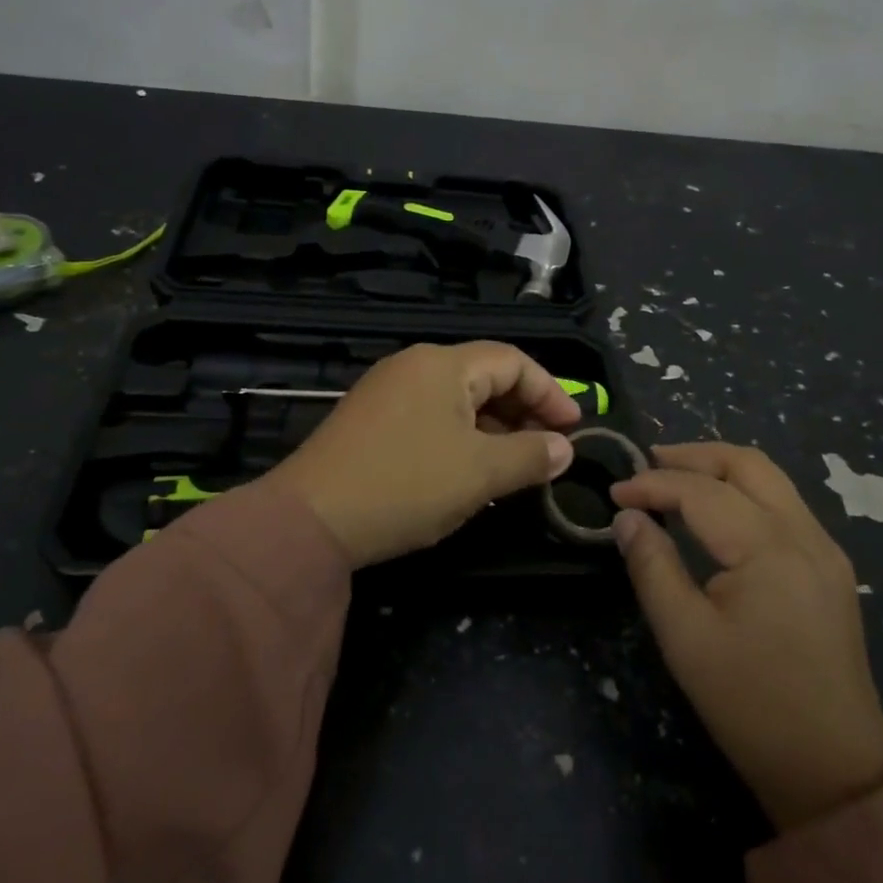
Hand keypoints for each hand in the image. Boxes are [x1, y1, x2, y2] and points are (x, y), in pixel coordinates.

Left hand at [272, 342, 579, 566]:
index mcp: (443, 364)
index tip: (574, 429)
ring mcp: (387, 393)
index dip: (550, 391)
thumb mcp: (480, 473)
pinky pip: (431, 417)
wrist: (308, 521)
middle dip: (523, 411)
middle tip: (549, 450)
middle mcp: (414, 366)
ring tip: (516, 466)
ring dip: (494, 428)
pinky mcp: (370, 422)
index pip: (512, 360)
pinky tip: (470, 472)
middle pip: (485, 376)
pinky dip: (462, 438)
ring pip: (457, 400)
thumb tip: (564, 449)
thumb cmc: (406, 485)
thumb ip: (531, 456)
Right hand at [609, 443, 882, 831]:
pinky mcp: (829, 567)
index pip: (701, 492)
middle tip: (647, 463)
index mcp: (770, 548)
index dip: (653, 485)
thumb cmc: (751, 704)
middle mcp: (804, 534)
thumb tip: (627, 518)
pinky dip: (743, 492)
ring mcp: (824, 548)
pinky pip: (783, 504)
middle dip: (693, 456)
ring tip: (675, 478)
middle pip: (747, 464)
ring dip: (720, 469)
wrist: (835, 768)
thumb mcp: (685, 638)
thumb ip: (652, 567)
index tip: (614, 494)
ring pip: (770, 479)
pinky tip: (715, 511)